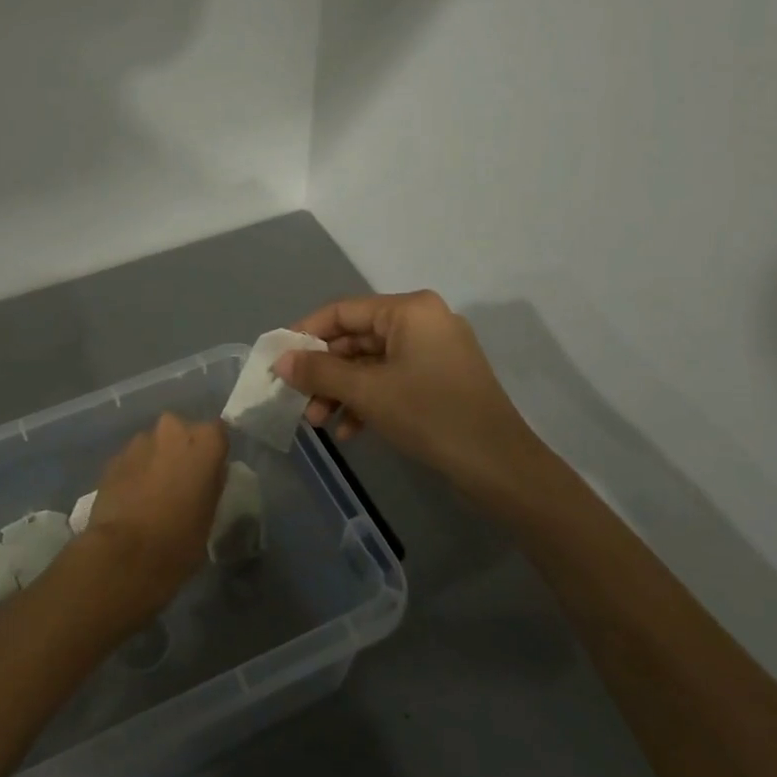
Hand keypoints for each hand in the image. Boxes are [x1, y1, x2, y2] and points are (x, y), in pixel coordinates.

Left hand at [76, 414, 228, 625]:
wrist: (126, 555)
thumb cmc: (181, 538)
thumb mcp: (211, 512)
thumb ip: (211, 482)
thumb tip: (207, 473)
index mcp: (205, 440)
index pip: (217, 433)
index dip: (212, 452)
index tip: (209, 472)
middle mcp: (172, 429)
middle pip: (181, 433)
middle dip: (181, 451)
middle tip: (180, 481)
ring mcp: (139, 441)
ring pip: (154, 445)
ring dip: (156, 460)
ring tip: (153, 492)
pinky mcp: (113, 458)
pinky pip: (132, 460)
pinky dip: (134, 472)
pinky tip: (132, 499)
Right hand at [274, 291, 541, 497]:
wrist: (499, 466)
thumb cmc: (430, 415)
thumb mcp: (367, 392)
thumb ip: (319, 371)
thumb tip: (280, 361)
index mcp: (409, 309)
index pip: (342, 311)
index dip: (305, 334)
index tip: (277, 360)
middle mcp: (423, 321)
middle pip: (356, 339)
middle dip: (325, 372)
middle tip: (297, 400)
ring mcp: (434, 351)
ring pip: (372, 364)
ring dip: (342, 391)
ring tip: (319, 424)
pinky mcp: (440, 379)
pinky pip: (392, 380)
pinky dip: (368, 401)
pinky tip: (350, 432)